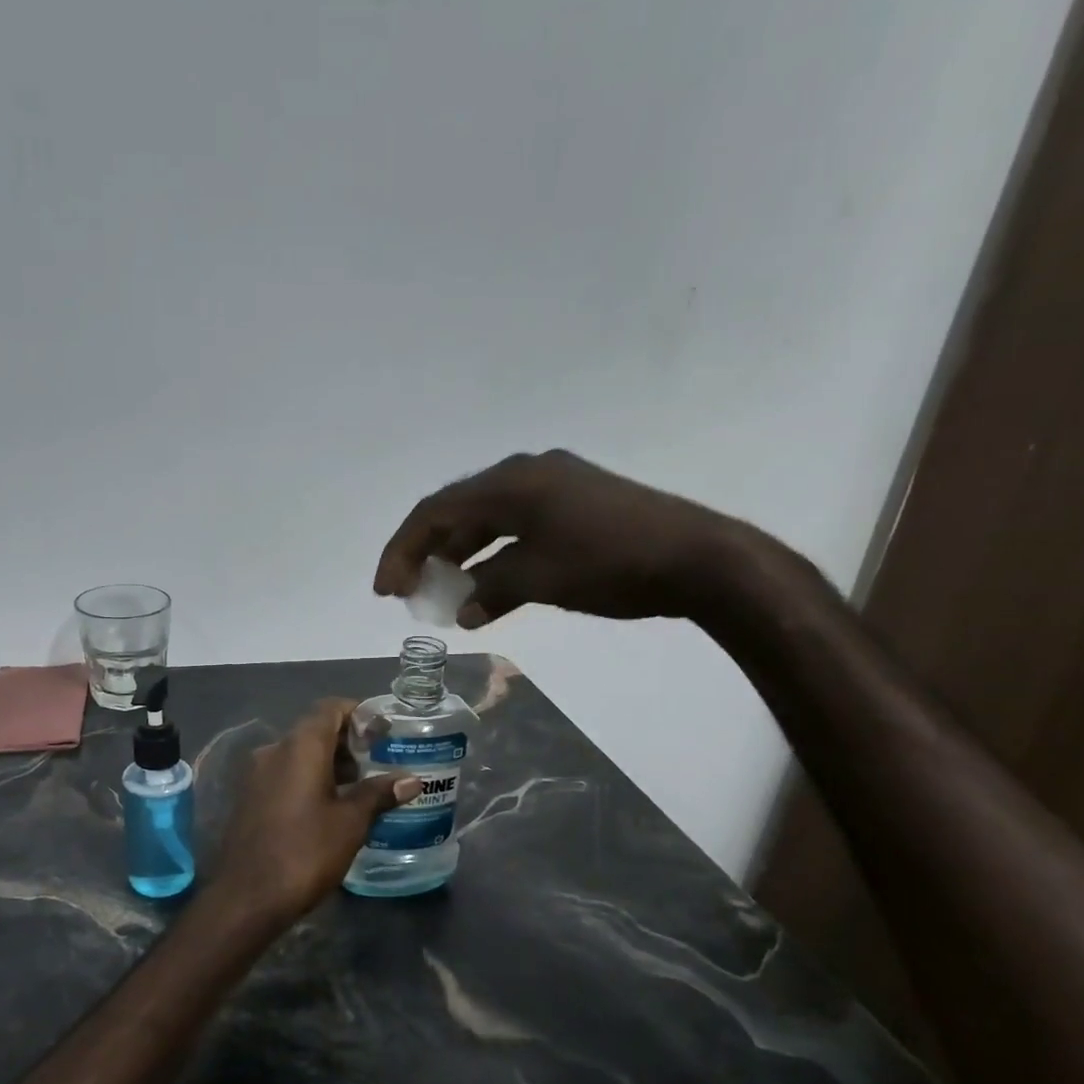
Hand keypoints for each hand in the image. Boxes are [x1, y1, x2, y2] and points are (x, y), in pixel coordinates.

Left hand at [211, 699, 419, 922]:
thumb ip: (379, 794)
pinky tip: (330, 804)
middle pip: (314, 729)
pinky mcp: (250, 797)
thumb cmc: (305, 852)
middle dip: (347, 740)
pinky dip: (309, 778)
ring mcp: (257, 774)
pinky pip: (285, 774)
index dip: (359, 713)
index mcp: (300, 746)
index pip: (330, 708)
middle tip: (379, 758)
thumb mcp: (350, 822)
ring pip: (298, 753)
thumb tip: (413, 780)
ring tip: (361, 784)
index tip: (384, 730)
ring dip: (329, 761)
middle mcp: (274, 750)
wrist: (247, 896)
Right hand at [373, 449, 747, 626]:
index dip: (402, 549)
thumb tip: (463, 610)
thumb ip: (490, 590)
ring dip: (461, 555)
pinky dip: (495, 556)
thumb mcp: (539, 579)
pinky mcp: (576, 504)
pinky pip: (517, 527)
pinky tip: (488, 587)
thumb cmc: (610, 563)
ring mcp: (554, 486)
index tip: (385, 590)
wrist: (698, 557)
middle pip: (457, 510)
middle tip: (408, 590)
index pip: (436, 512)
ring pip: (488, 519)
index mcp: (511, 483)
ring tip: (442, 591)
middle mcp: (527, 474)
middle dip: (427, 551)